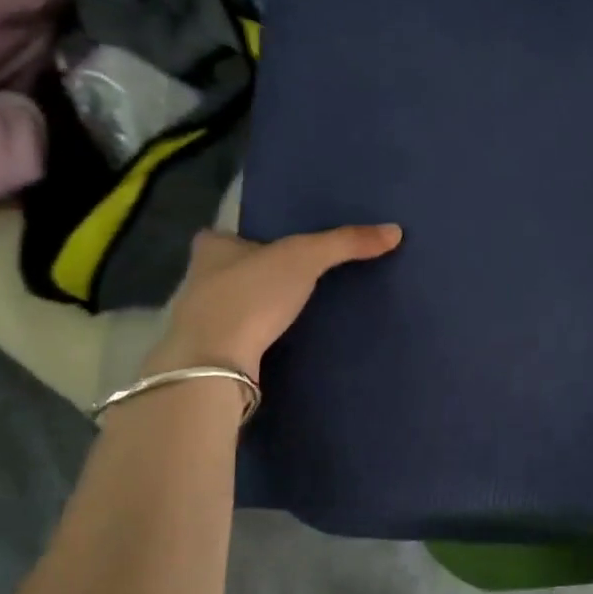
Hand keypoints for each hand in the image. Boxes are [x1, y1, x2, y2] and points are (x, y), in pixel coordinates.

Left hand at [143, 224, 402, 380]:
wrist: (214, 362)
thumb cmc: (250, 295)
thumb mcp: (305, 258)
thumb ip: (345, 242)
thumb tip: (395, 231)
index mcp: (211, 250)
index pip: (219, 235)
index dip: (240, 238)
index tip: (268, 245)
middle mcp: (197, 282)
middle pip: (225, 270)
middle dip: (251, 273)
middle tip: (289, 276)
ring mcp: (198, 321)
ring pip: (229, 306)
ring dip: (254, 307)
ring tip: (291, 309)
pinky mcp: (209, 355)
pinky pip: (236, 337)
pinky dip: (254, 337)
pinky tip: (278, 341)